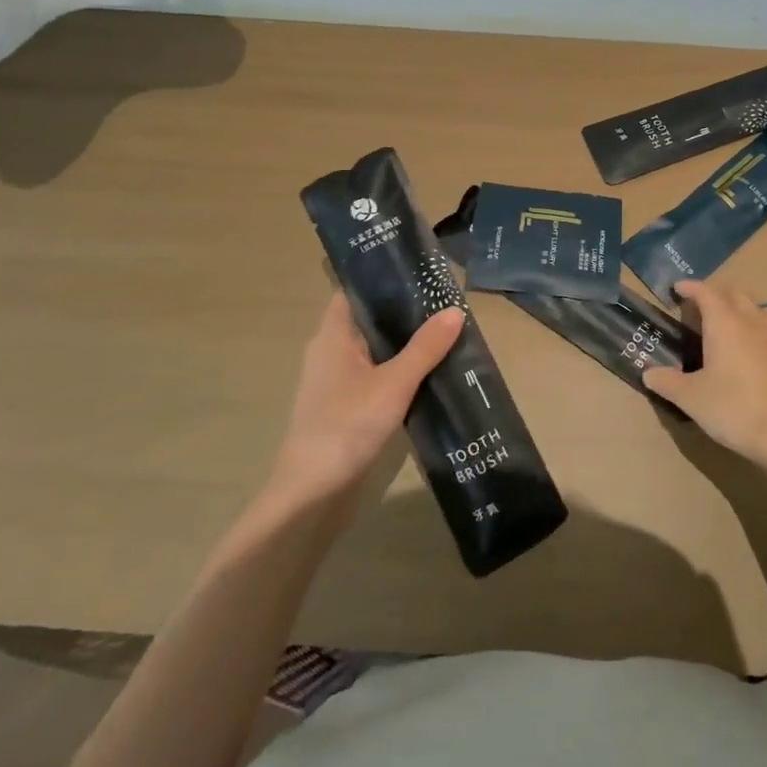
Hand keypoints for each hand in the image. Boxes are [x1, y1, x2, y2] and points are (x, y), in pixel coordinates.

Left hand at [269, 293, 463, 504]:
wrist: (312, 495)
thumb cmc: (346, 426)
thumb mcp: (393, 383)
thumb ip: (425, 348)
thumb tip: (454, 310)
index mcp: (332, 337)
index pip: (353, 292)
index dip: (380, 279)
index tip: (415, 271)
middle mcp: (329, 353)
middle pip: (367, 321)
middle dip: (401, 312)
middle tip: (442, 301)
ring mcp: (335, 384)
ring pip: (373, 352)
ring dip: (402, 345)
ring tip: (443, 333)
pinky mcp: (344, 410)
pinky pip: (374, 378)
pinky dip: (397, 372)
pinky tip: (427, 375)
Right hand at [643, 279, 766, 466]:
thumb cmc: (734, 408)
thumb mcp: (691, 398)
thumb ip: (667, 382)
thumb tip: (648, 373)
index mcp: (724, 323)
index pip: (706, 292)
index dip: (691, 287)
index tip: (677, 288)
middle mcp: (750, 322)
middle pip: (734, 293)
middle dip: (715, 293)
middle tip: (698, 306)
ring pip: (757, 307)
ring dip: (740, 306)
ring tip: (727, 321)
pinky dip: (756, 327)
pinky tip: (749, 349)